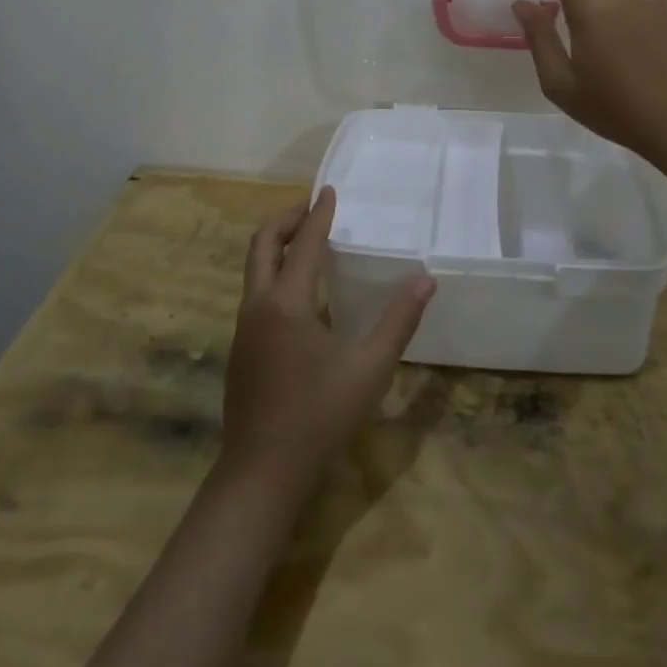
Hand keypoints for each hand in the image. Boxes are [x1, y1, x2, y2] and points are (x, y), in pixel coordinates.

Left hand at [220, 188, 435, 501]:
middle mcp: (258, 306)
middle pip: (262, 244)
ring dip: (276, 244)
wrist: (260, 476)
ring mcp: (243, 328)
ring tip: (306, 239)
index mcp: (286, 304)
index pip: (302, 243)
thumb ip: (398, 322)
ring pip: (253, 268)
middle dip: (285, 218)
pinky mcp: (240, 348)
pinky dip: (273, 271)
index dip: (318, 214)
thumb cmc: (318, 419)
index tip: (329, 190)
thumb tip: (426, 279)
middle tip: (311, 206)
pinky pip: (255, 291)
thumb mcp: (369, 371)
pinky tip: (299, 290)